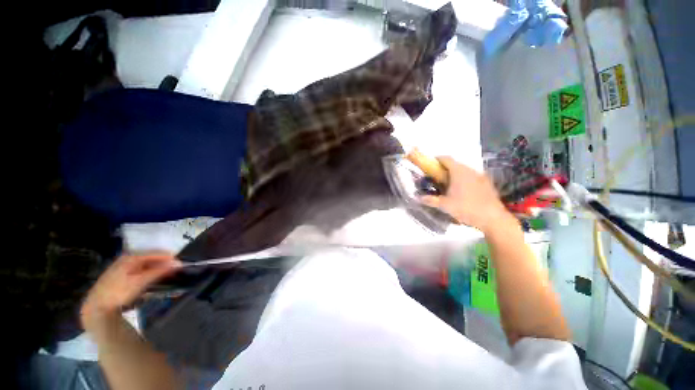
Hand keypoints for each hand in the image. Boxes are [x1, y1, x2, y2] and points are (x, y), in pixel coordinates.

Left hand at [81, 253, 180, 329]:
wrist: (97, 307)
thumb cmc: (119, 292)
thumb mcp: (141, 282)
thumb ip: (159, 271)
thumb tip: (178, 263)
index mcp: (132, 256)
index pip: (157, 253)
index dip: (170, 258)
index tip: (181, 265)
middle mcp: (127, 257)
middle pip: (151, 257)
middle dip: (164, 263)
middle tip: (174, 271)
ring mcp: (123, 265)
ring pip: (146, 263)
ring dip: (157, 268)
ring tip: (166, 276)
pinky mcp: (121, 274)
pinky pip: (140, 269)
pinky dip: (149, 272)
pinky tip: (153, 279)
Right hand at [420, 156, 509, 233]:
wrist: (492, 218)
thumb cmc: (466, 208)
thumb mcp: (445, 205)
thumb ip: (430, 200)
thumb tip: (418, 198)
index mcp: (458, 172)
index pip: (446, 159)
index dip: (436, 159)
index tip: (429, 164)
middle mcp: (470, 170)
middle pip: (455, 164)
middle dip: (444, 169)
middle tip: (436, 178)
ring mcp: (480, 176)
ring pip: (464, 171)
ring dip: (455, 175)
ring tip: (449, 185)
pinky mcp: (487, 183)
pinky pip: (472, 177)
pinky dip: (464, 180)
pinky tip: (463, 192)